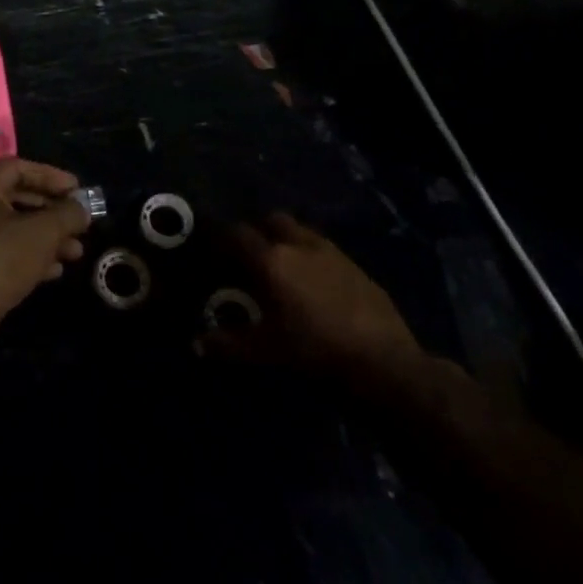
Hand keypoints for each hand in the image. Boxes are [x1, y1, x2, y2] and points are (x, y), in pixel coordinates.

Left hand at [0, 160, 91, 358]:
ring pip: (15, 228)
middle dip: (53, 211)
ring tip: (77, 251)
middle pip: (18, 198)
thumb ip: (67, 214)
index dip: (51, 176)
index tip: (78, 190)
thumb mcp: (42, 232)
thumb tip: (82, 209)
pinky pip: (7, 252)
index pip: (18, 167)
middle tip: (81, 222)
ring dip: (48, 237)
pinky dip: (32, 256)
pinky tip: (56, 270)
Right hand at [203, 214, 422, 384]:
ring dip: (289, 240)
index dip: (222, 238)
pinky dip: (315, 258)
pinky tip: (318, 285)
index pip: (237, 233)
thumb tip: (196, 344)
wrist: (386, 363)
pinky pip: (328, 251)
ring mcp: (333, 253)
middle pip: (272, 220)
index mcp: (271, 260)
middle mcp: (299, 245)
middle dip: (259, 230)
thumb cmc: (316, 351)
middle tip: (251, 256)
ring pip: (302, 231)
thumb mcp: (266, 352)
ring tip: (285, 267)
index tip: (215, 251)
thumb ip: (229, 344)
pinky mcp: (358, 268)